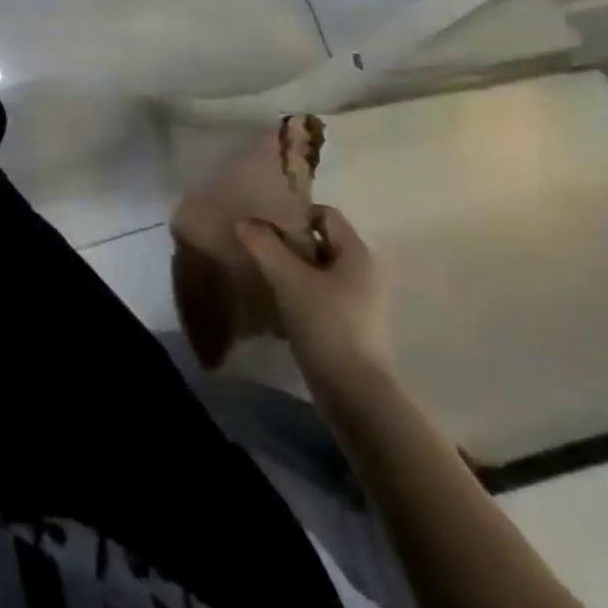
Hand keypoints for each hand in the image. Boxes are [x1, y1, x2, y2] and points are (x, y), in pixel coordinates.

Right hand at [236, 204, 393, 398]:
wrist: (355, 394)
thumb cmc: (326, 325)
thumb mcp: (288, 279)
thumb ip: (264, 245)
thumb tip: (244, 222)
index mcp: (358, 254)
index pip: (325, 214)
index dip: (294, 214)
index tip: (265, 226)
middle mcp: (364, 272)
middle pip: (320, 241)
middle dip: (288, 241)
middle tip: (256, 247)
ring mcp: (359, 301)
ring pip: (317, 269)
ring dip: (290, 267)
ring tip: (261, 273)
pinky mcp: (349, 324)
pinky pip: (319, 294)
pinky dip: (297, 291)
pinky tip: (275, 301)